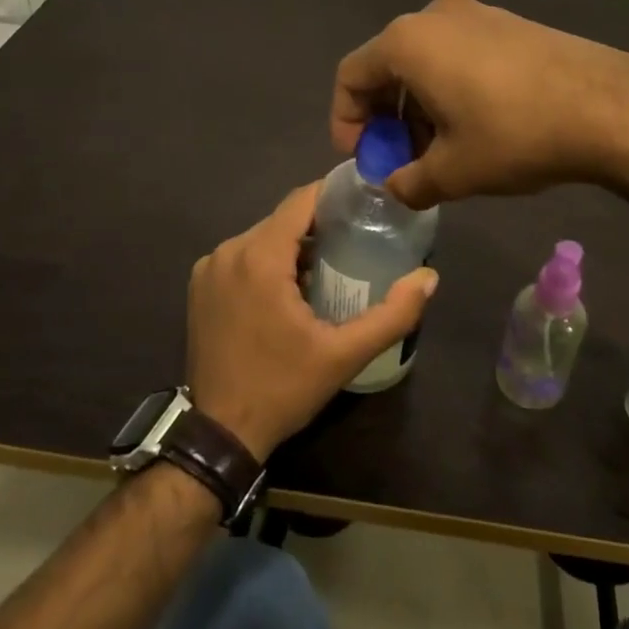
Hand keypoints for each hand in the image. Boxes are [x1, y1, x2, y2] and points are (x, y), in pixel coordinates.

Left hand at [187, 184, 436, 461]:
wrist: (219, 432)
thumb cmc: (283, 388)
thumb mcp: (344, 355)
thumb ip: (392, 315)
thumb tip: (429, 278)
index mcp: (259, 257)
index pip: (300, 201)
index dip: (333, 196)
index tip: (364, 203)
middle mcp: (228, 251)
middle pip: (282, 220)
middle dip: (317, 226)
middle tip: (354, 243)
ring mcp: (208, 268)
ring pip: (261, 237)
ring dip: (291, 246)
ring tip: (327, 268)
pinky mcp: (199, 286)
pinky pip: (241, 257)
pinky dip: (266, 262)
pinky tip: (288, 290)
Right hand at [331, 0, 628, 209]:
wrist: (607, 106)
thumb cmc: (514, 134)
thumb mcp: (453, 172)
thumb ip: (409, 183)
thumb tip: (396, 188)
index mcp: (407, 43)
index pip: (350, 77)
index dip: (346, 122)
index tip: (365, 159)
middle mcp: (434, 16)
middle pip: (386, 66)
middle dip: (386, 117)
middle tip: (402, 159)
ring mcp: (475, 14)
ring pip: (424, 61)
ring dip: (418, 105)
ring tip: (440, 149)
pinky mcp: (507, 22)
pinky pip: (457, 53)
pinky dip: (449, 88)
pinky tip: (474, 125)